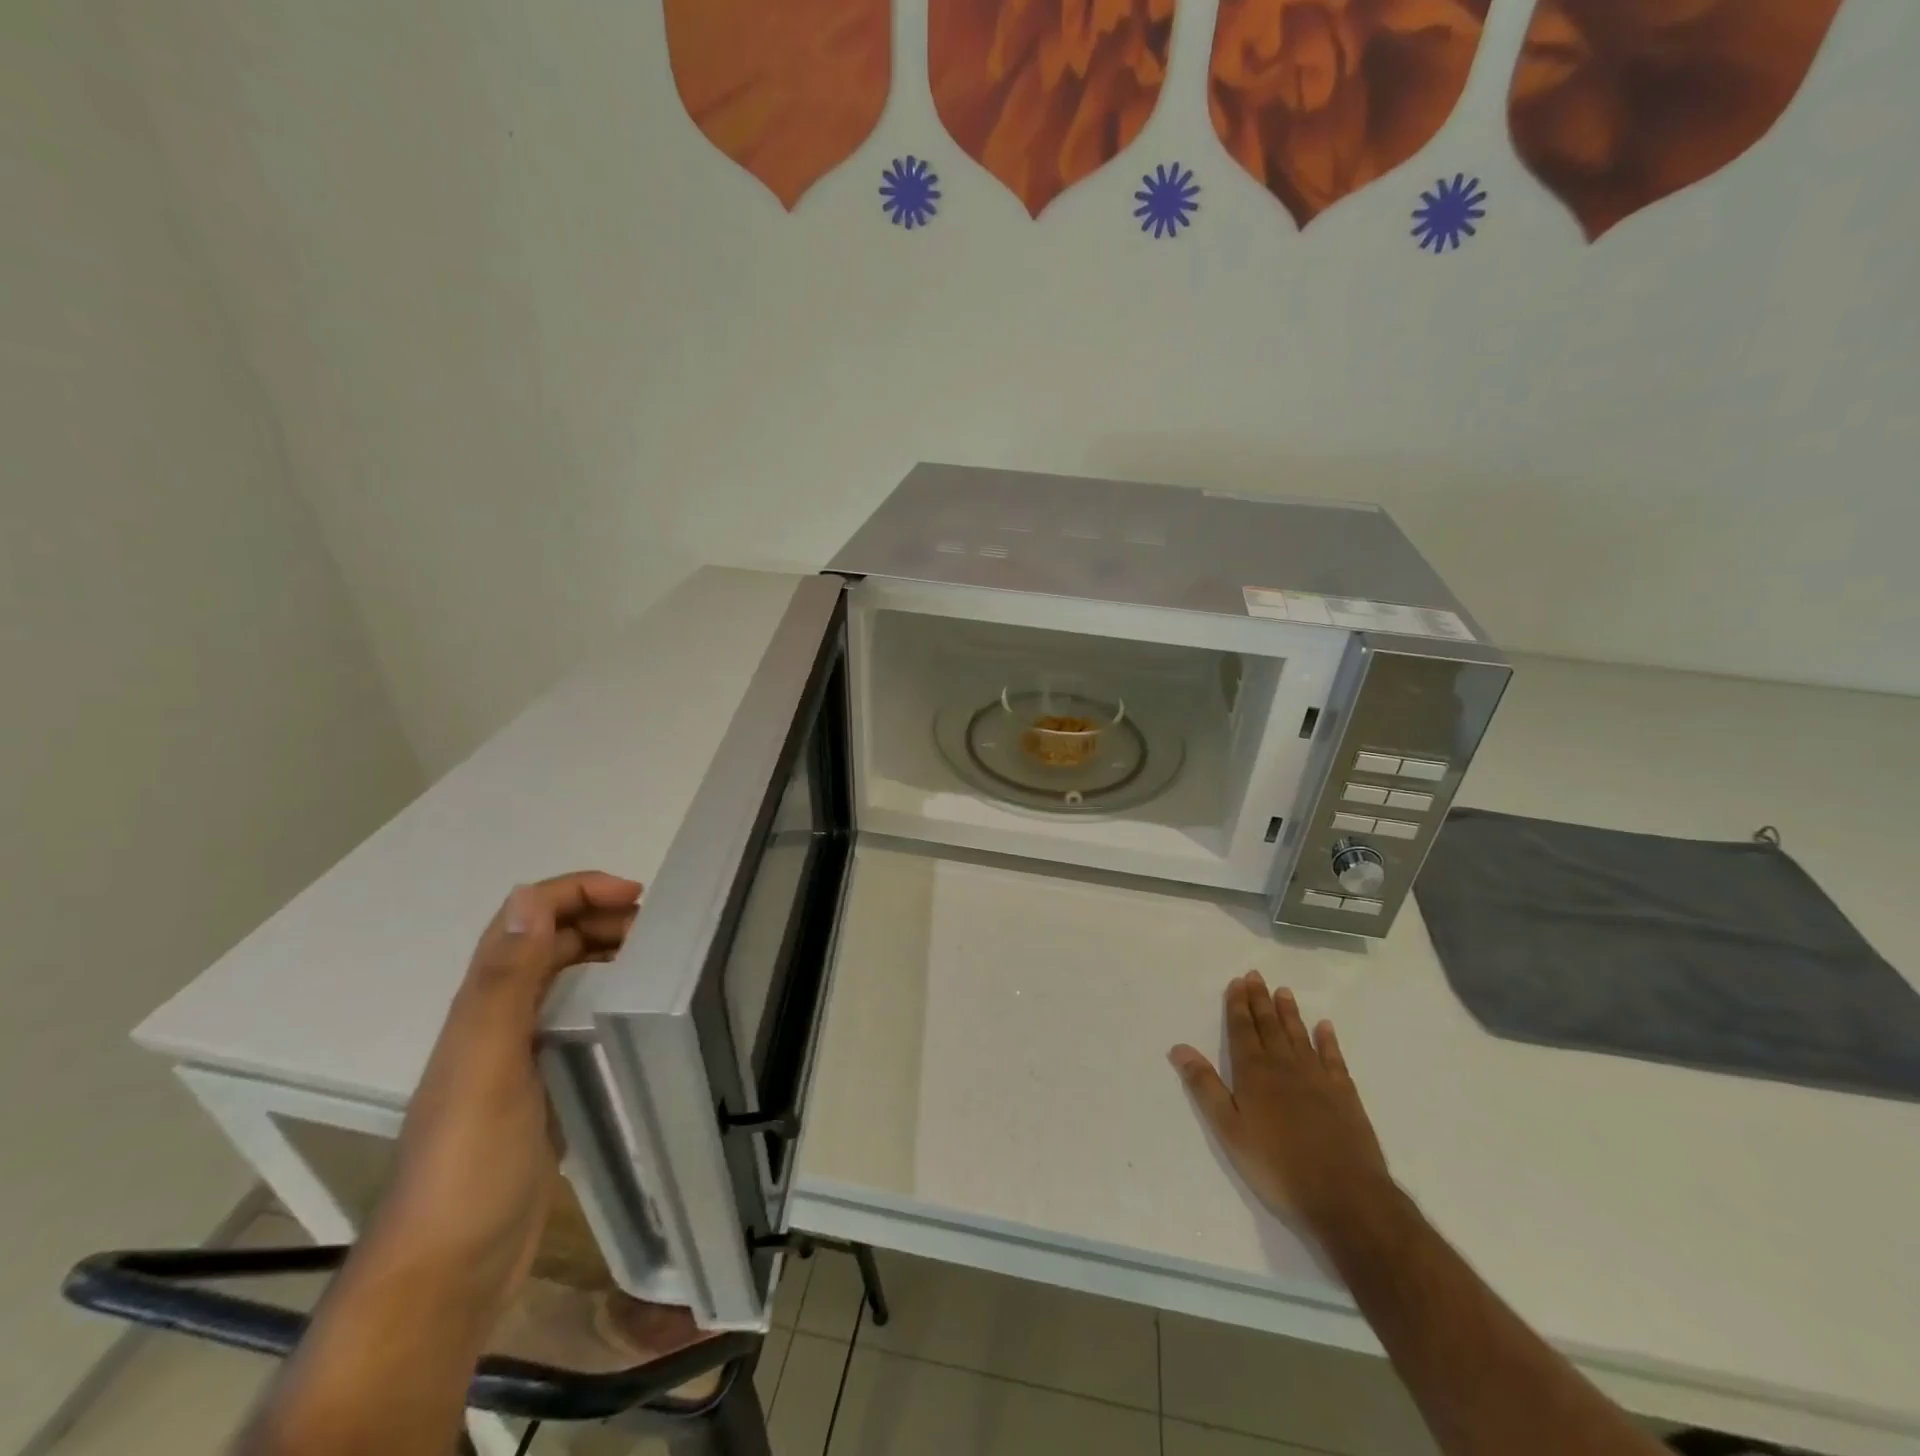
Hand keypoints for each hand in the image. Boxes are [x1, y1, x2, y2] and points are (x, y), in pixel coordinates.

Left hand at [371, 872, 642, 1320]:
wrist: (449, 1268)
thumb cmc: (469, 1160)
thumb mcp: (487, 1062)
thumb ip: (504, 981)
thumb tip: (528, 896)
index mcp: (484, 1003)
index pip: (527, 917)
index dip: (577, 891)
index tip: (637, 897)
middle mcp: (498, 1019)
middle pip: (549, 943)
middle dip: (600, 917)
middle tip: (659, 929)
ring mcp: (518, 1055)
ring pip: (563, 980)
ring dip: (604, 954)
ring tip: (656, 960)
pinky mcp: (540, 1088)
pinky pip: (575, 1023)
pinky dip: (605, 1001)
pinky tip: (634, 1016)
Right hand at [1169, 972, 1394, 1238]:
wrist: (1345, 1196)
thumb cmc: (1277, 1166)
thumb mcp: (1229, 1130)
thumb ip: (1205, 1087)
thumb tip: (1179, 1048)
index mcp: (1254, 1073)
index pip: (1242, 1030)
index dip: (1238, 1005)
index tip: (1237, 982)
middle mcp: (1285, 1066)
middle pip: (1269, 1026)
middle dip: (1260, 1000)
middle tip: (1256, 975)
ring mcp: (1318, 1078)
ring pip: (1299, 1036)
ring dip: (1289, 1013)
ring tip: (1283, 991)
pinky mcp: (1345, 1095)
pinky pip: (1334, 1058)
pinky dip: (1328, 1040)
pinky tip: (1325, 1027)